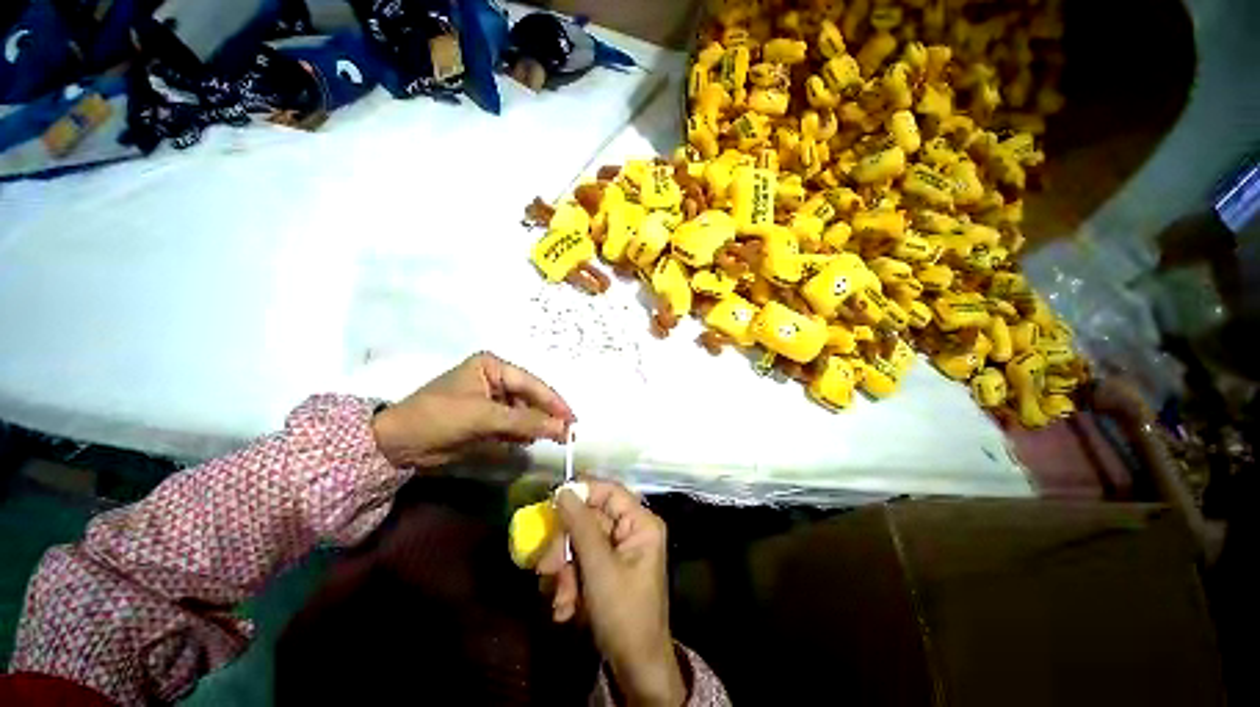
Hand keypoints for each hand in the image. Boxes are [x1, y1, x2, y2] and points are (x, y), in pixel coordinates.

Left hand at [371, 352, 574, 467]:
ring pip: (523, 411)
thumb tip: (563, 429)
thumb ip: (526, 422)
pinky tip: (530, 442)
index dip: (554, 402)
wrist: (397, 445)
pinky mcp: (485, 417)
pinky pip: (512, 424)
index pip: (532, 384)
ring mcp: (490, 398)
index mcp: (493, 366)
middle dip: (546, 415)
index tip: (573, 420)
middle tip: (567, 434)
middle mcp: (495, 378)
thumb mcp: (485, 417)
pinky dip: (521, 434)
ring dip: (535, 425)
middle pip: (529, 397)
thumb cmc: (440, 418)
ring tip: (552, 439)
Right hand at [539, 480, 685, 706]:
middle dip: (566, 546)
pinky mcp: (606, 570)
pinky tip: (564, 608)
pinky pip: (582, 563)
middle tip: (546, 567)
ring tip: (559, 599)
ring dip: (564, 570)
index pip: (609, 492)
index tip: (552, 500)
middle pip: (590, 520)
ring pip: (581, 543)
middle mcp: (630, 531)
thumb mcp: (599, 567)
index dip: (582, 492)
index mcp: (640, 523)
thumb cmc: (623, 612)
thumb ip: (580, 525)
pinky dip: (569, 583)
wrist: (634, 667)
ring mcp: (618, 551)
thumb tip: (564, 491)